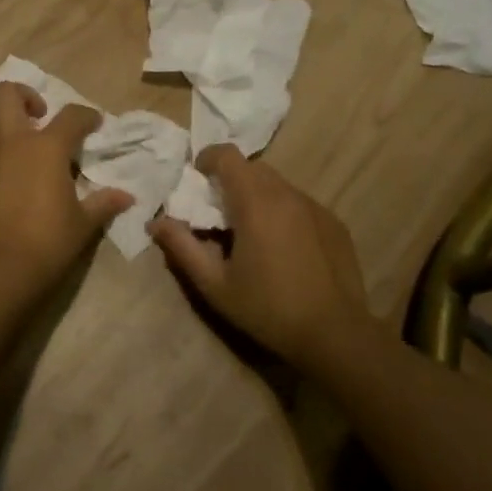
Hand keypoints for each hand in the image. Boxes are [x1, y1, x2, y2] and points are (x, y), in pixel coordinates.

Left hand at [0, 83, 132, 292]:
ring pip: (0, 124)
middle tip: (46, 117)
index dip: (87, 116)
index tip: (96, 125)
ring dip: (19, 129)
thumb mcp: (83, 224)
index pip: (71, 116)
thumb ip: (103, 203)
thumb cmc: (47, 241)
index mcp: (45, 147)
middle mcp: (14, 143)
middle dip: (27, 95)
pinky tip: (29, 182)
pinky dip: (12, 156)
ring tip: (44, 157)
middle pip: (8, 94)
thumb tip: (125, 196)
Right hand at [147, 146, 369, 375]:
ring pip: (277, 184)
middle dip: (231, 181)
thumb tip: (155, 222)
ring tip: (251, 234)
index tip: (197, 181)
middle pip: (252, 168)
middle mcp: (286, 194)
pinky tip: (284, 249)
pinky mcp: (334, 222)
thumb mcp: (215, 285)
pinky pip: (299, 203)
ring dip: (257, 196)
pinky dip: (283, 212)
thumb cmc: (268, 309)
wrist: (336, 335)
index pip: (227, 155)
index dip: (207, 159)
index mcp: (255, 202)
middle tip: (219, 214)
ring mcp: (314, 206)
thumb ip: (182, 248)